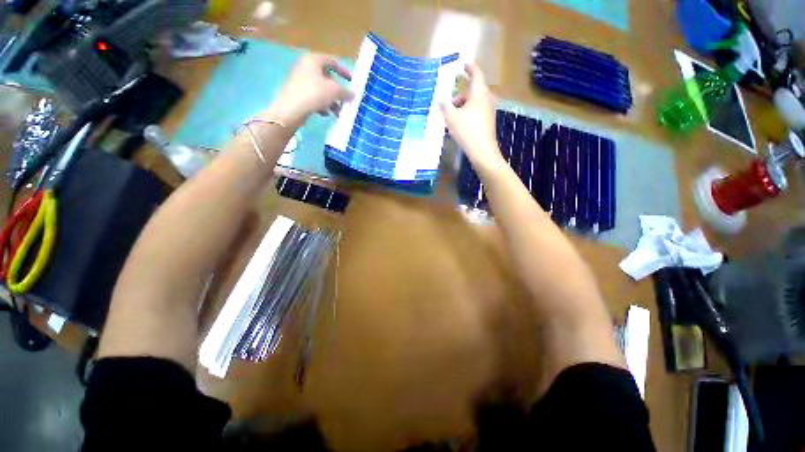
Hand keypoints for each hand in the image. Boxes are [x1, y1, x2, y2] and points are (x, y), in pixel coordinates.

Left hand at [266, 53, 353, 127]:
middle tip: (346, 100)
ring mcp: (300, 81)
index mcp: (314, 60)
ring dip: (332, 101)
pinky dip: (322, 105)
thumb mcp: (335, 91)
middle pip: (328, 77)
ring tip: (338, 112)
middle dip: (339, 91)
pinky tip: (326, 114)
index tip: (353, 82)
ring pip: (322, 89)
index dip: (344, 71)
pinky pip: (314, 97)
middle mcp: (306, 67)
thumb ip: (346, 92)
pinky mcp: (298, 93)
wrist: (292, 109)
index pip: (333, 61)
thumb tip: (353, 94)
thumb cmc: (314, 94)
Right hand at [440, 63, 503, 173]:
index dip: (470, 67)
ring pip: (474, 103)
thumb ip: (445, 106)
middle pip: (473, 91)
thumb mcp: (451, 117)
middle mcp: (486, 99)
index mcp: (479, 93)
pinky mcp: (487, 122)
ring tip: (451, 116)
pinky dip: (467, 114)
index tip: (464, 64)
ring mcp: (488, 111)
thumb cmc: (467, 130)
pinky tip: (458, 125)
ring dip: (462, 106)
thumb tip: (441, 100)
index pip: (476, 74)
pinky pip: (476, 113)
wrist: (482, 151)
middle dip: (460, 94)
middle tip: (449, 102)